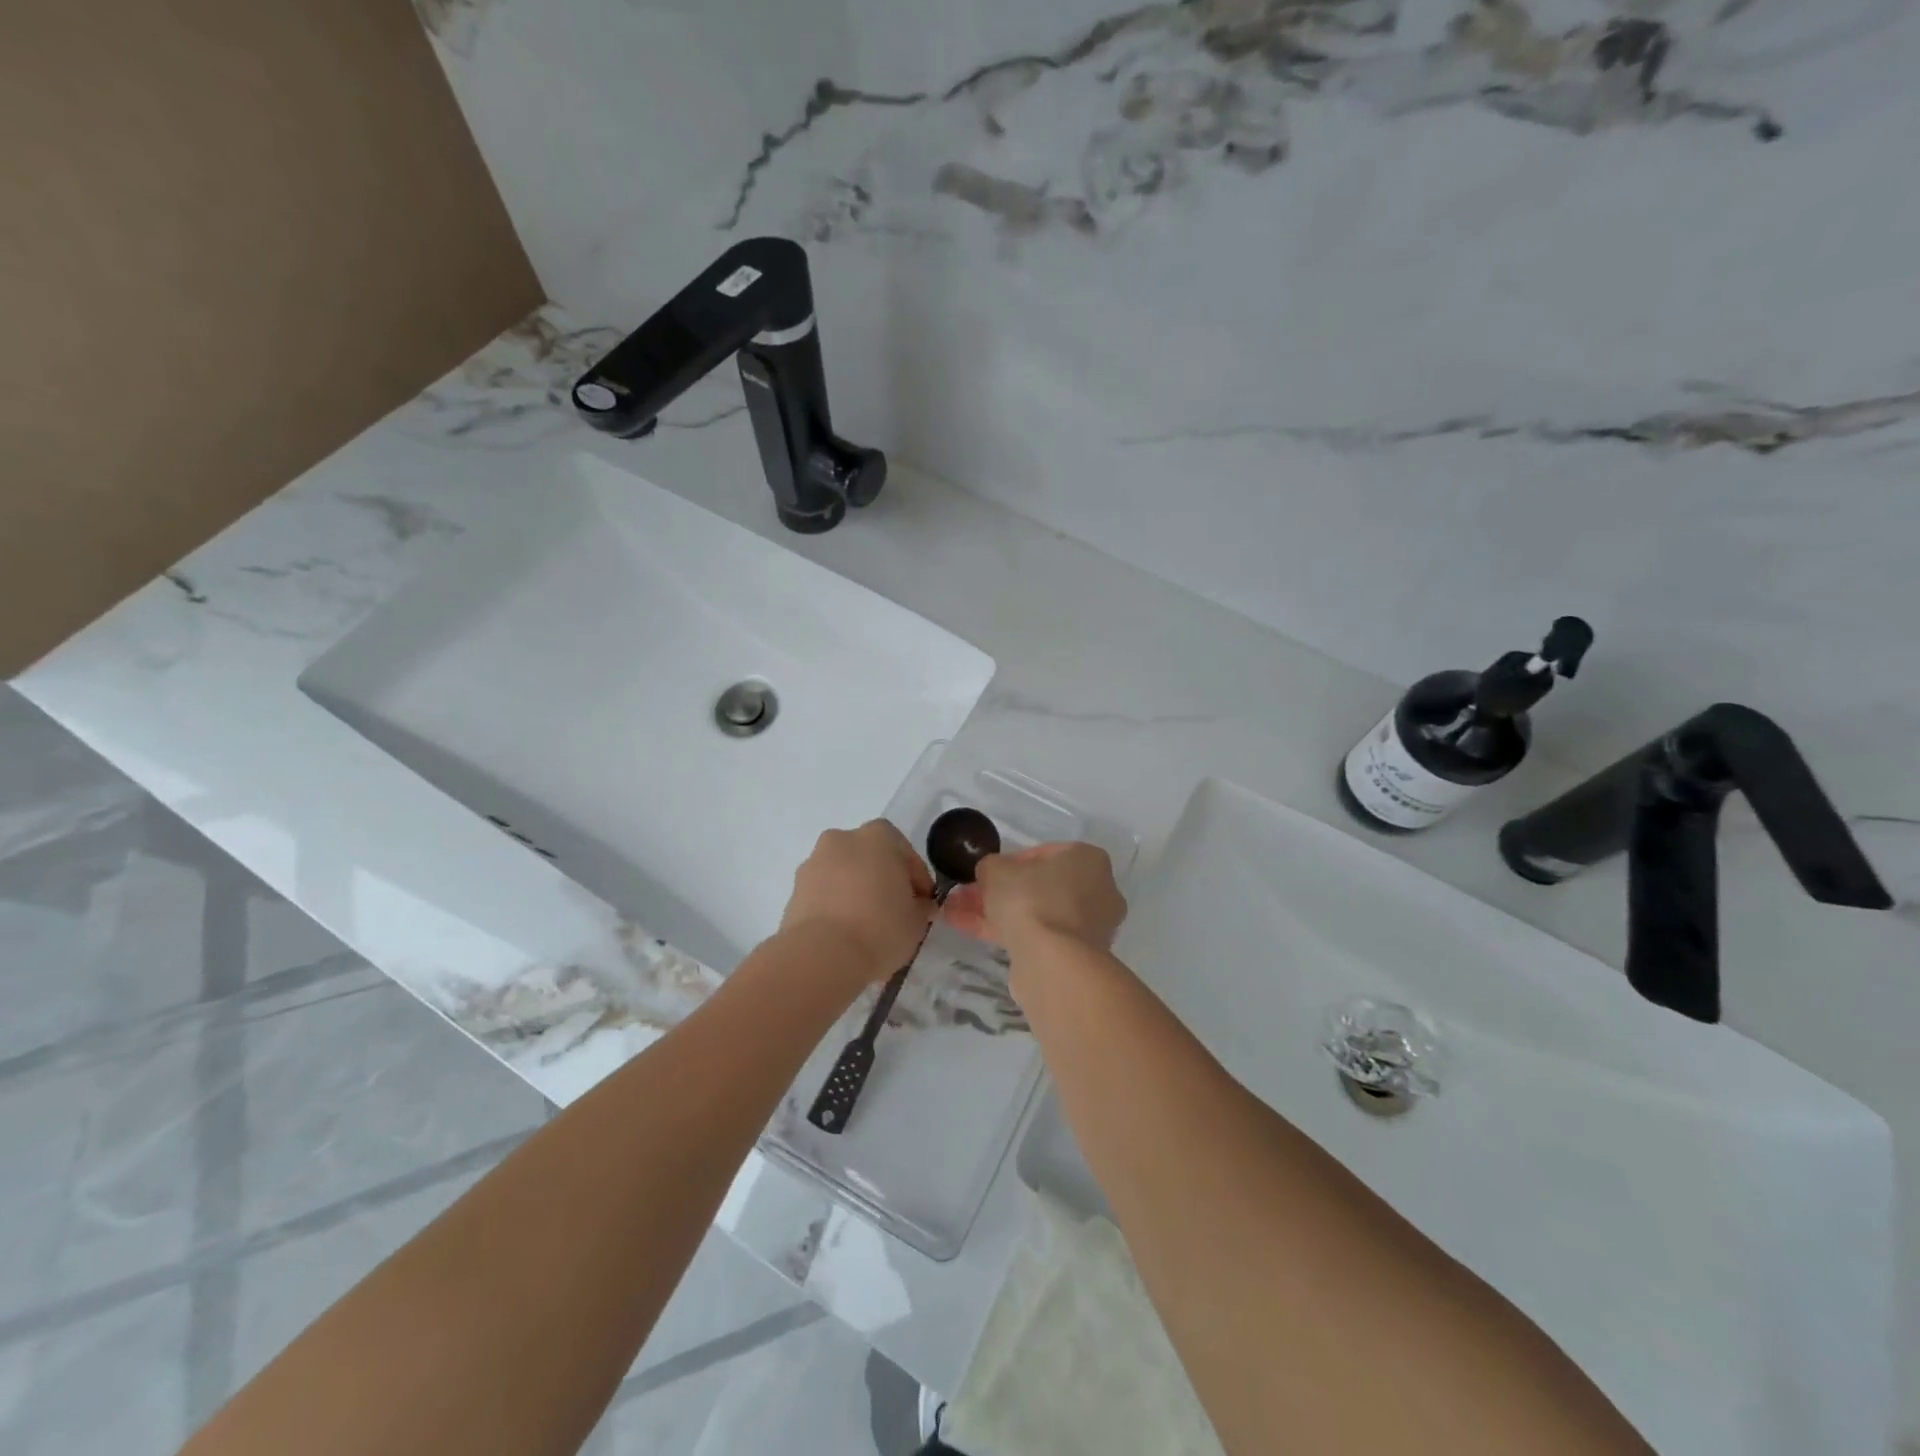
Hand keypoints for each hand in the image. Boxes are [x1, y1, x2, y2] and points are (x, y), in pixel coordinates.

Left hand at [780, 821, 935, 983]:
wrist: (822, 956)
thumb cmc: (880, 927)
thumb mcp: (917, 920)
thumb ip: (921, 906)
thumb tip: (918, 905)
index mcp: (877, 836)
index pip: (904, 852)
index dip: (916, 879)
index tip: (921, 903)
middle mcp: (841, 840)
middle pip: (869, 858)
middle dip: (882, 880)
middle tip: (893, 911)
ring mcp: (813, 864)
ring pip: (843, 874)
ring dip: (855, 892)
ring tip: (866, 927)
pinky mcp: (793, 891)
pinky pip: (823, 894)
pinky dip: (834, 907)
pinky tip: (845, 934)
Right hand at [944, 842, 1126, 951]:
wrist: (1053, 962)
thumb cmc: (1032, 899)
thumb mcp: (998, 870)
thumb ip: (991, 866)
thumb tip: (989, 873)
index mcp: (1088, 859)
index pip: (1044, 853)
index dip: (1009, 861)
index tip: (986, 873)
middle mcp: (1097, 890)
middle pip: (1039, 886)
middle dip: (1000, 890)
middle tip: (967, 894)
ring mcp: (1088, 927)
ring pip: (1035, 913)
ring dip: (997, 912)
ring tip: (956, 913)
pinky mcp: (1074, 955)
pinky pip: (1036, 936)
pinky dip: (1006, 932)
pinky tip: (968, 930)